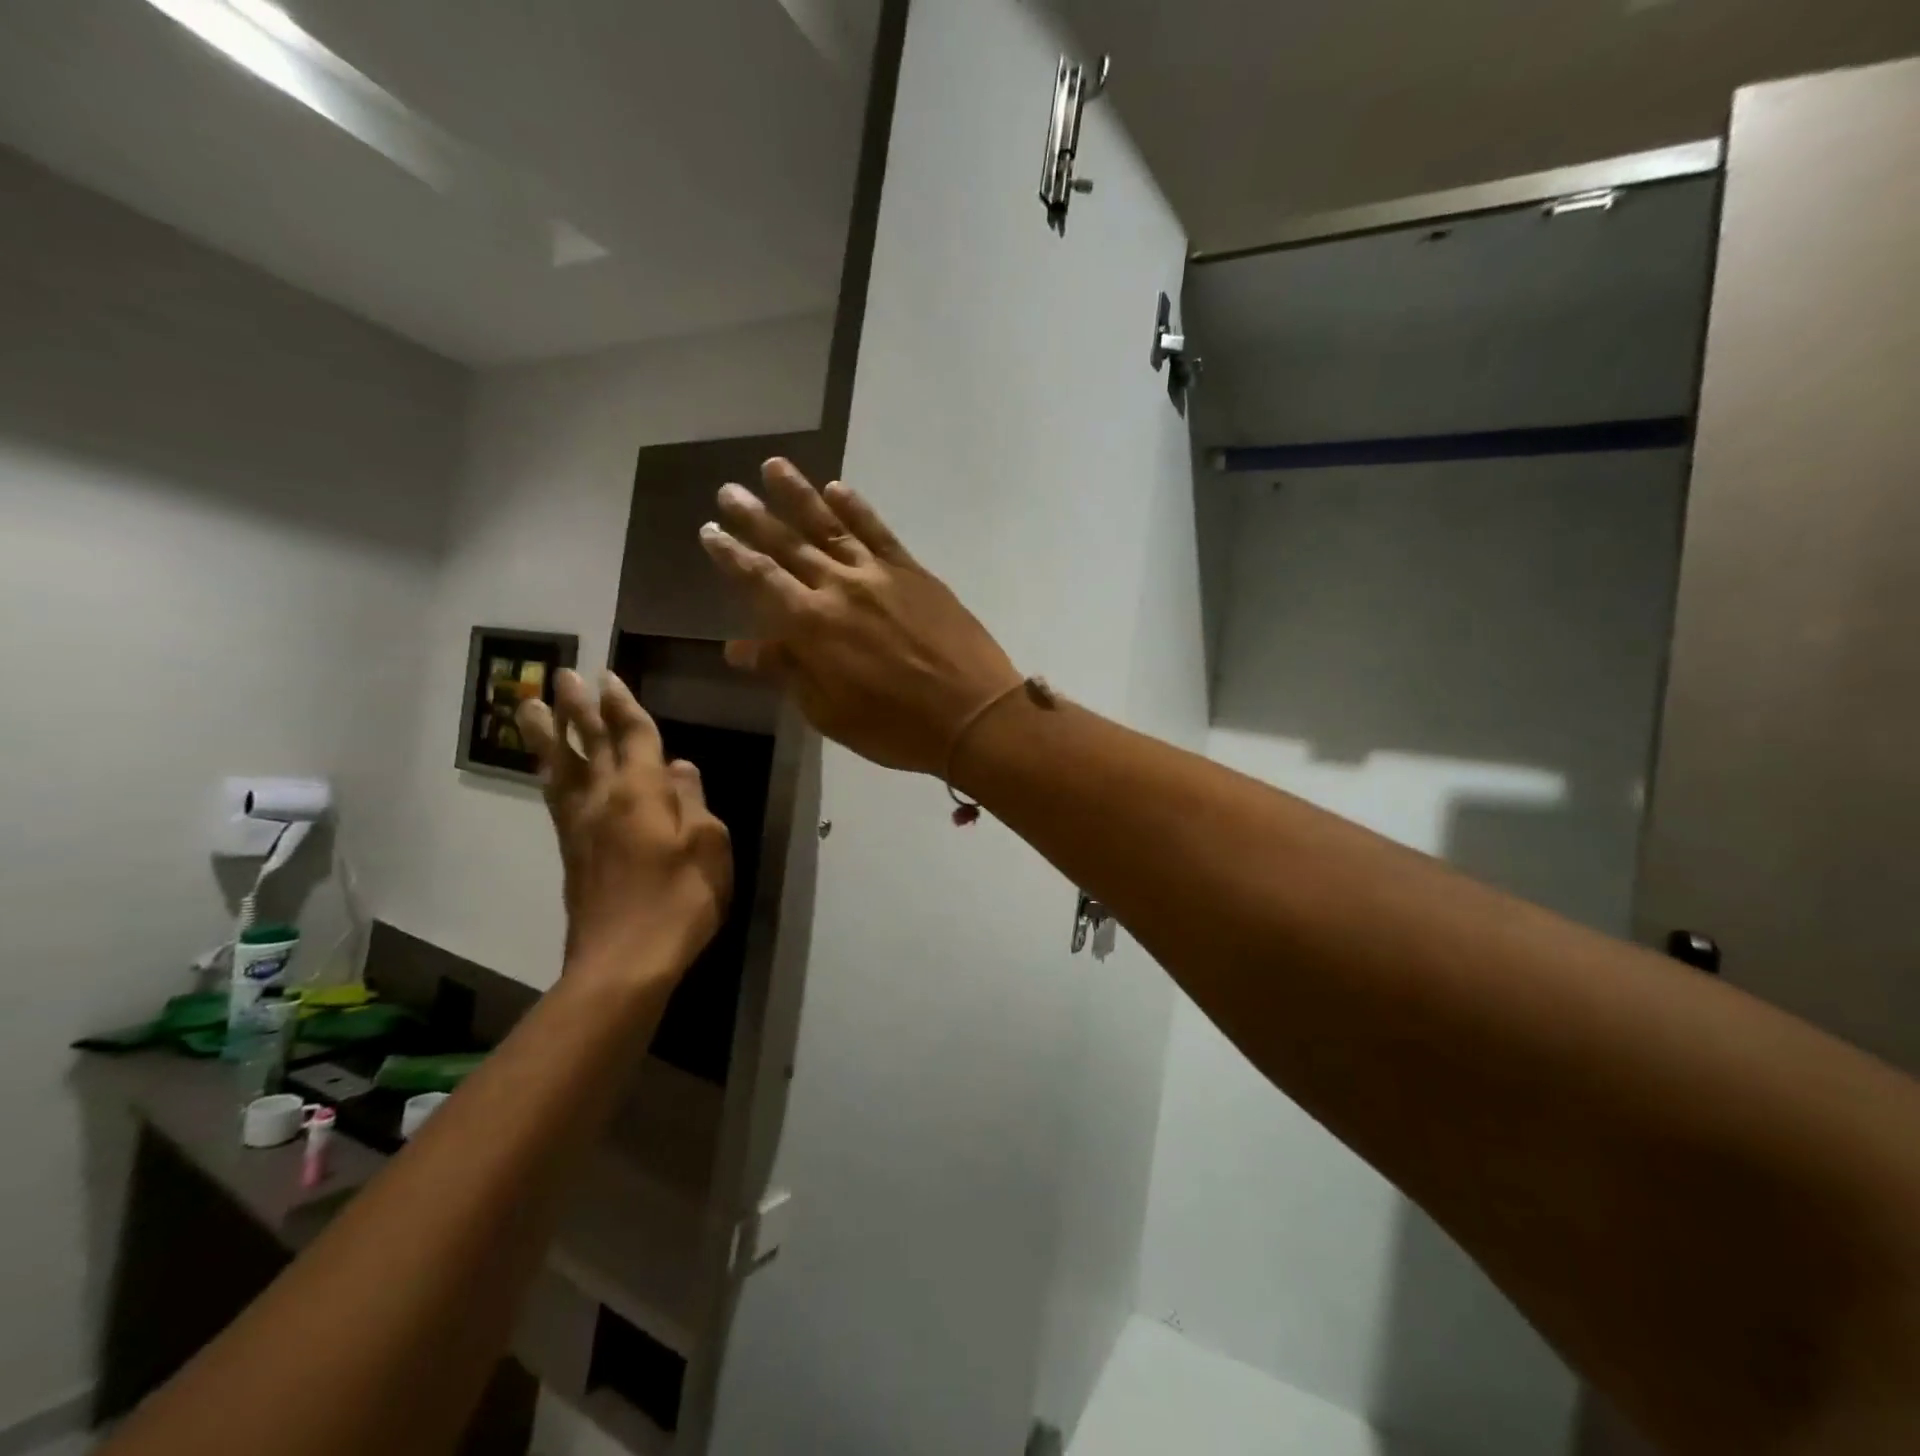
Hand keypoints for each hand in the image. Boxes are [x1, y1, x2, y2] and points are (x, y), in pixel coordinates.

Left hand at [516, 670, 731, 977]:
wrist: (624, 960)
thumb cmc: (680, 899)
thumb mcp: (709, 846)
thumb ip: (693, 802)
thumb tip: (680, 767)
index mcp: (641, 791)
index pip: (631, 735)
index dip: (622, 704)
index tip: (608, 676)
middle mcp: (603, 798)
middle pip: (588, 742)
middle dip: (578, 706)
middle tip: (561, 674)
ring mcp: (580, 825)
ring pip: (559, 767)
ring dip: (547, 734)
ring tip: (530, 705)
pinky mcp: (570, 851)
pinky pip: (555, 797)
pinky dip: (550, 773)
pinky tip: (550, 769)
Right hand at [698, 459, 1020, 774]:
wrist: (973, 715)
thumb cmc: (895, 728)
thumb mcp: (829, 712)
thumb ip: (787, 671)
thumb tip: (738, 647)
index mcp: (811, 626)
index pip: (759, 580)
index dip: (732, 556)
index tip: (710, 531)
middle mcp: (839, 588)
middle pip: (788, 545)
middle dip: (754, 518)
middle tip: (728, 491)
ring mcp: (879, 575)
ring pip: (830, 526)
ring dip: (799, 495)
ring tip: (773, 467)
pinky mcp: (914, 572)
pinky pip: (879, 532)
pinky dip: (856, 509)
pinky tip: (837, 489)